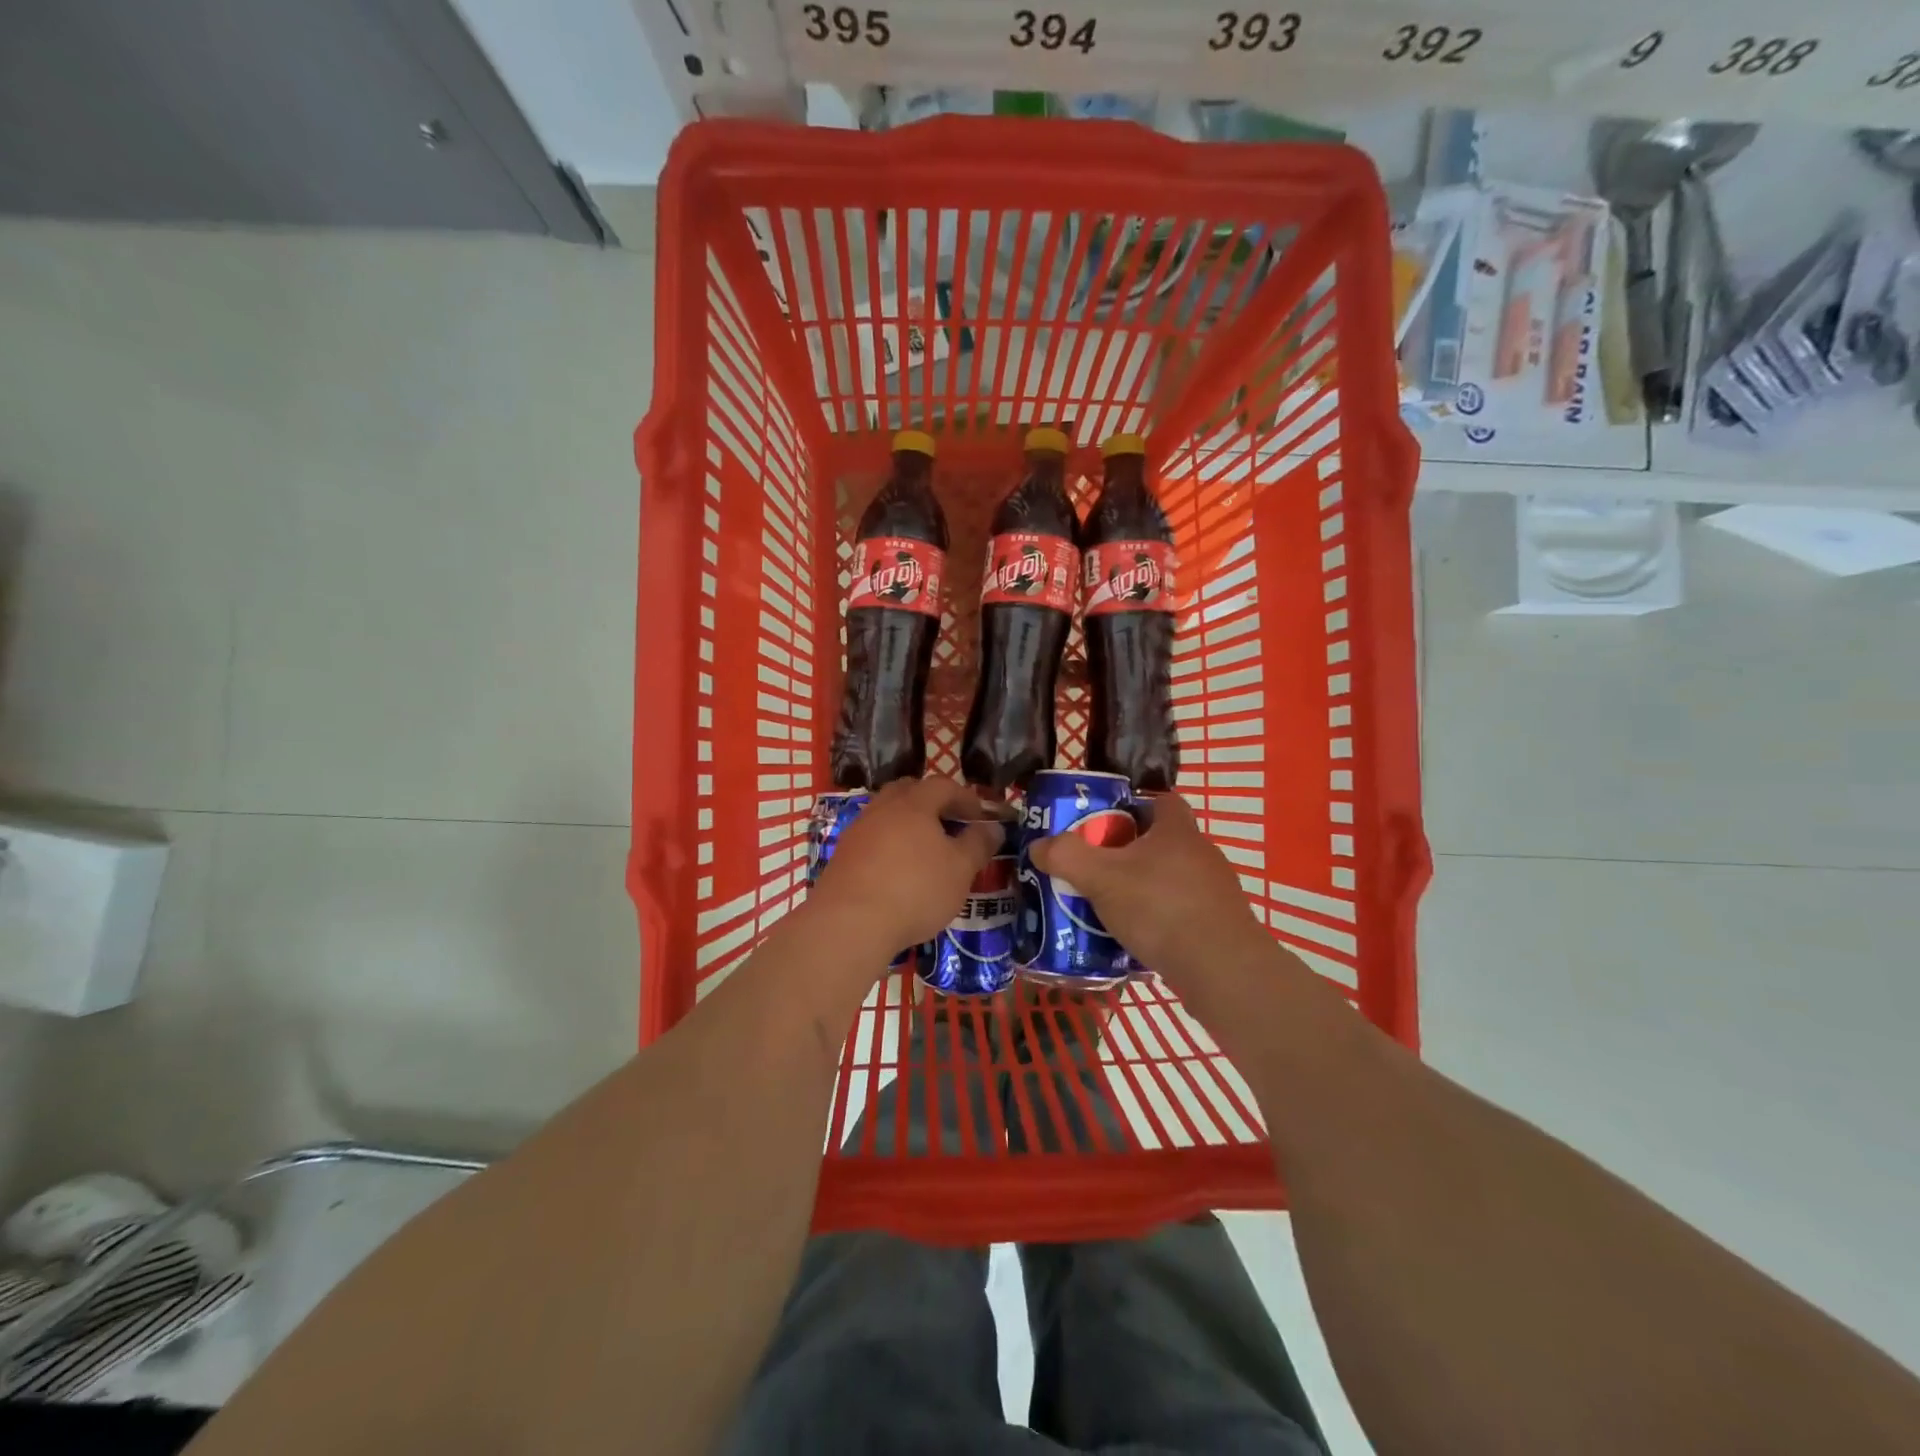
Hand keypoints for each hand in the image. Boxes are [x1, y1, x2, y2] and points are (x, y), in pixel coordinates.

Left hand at [810, 778, 1001, 959]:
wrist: (850, 923)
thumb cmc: (915, 889)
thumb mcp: (960, 869)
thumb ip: (978, 844)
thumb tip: (993, 827)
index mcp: (914, 804)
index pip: (943, 785)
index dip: (965, 797)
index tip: (980, 817)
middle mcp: (882, 808)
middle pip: (909, 792)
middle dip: (932, 803)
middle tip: (949, 825)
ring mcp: (858, 831)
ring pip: (887, 815)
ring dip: (907, 825)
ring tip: (925, 851)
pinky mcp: (842, 856)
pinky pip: (872, 840)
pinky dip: (889, 846)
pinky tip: (897, 872)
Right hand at [1028, 792, 1268, 987]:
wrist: (1221, 970)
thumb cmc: (1160, 908)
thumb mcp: (1101, 878)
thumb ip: (1066, 857)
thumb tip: (1039, 846)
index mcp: (1177, 830)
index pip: (1160, 799)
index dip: (1131, 805)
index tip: (1102, 824)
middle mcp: (1201, 853)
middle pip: (1160, 841)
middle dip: (1127, 852)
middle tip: (1094, 868)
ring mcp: (1215, 891)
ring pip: (1169, 879)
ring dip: (1142, 888)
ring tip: (1108, 907)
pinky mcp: (1219, 925)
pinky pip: (1180, 912)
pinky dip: (1158, 919)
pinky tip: (1135, 938)